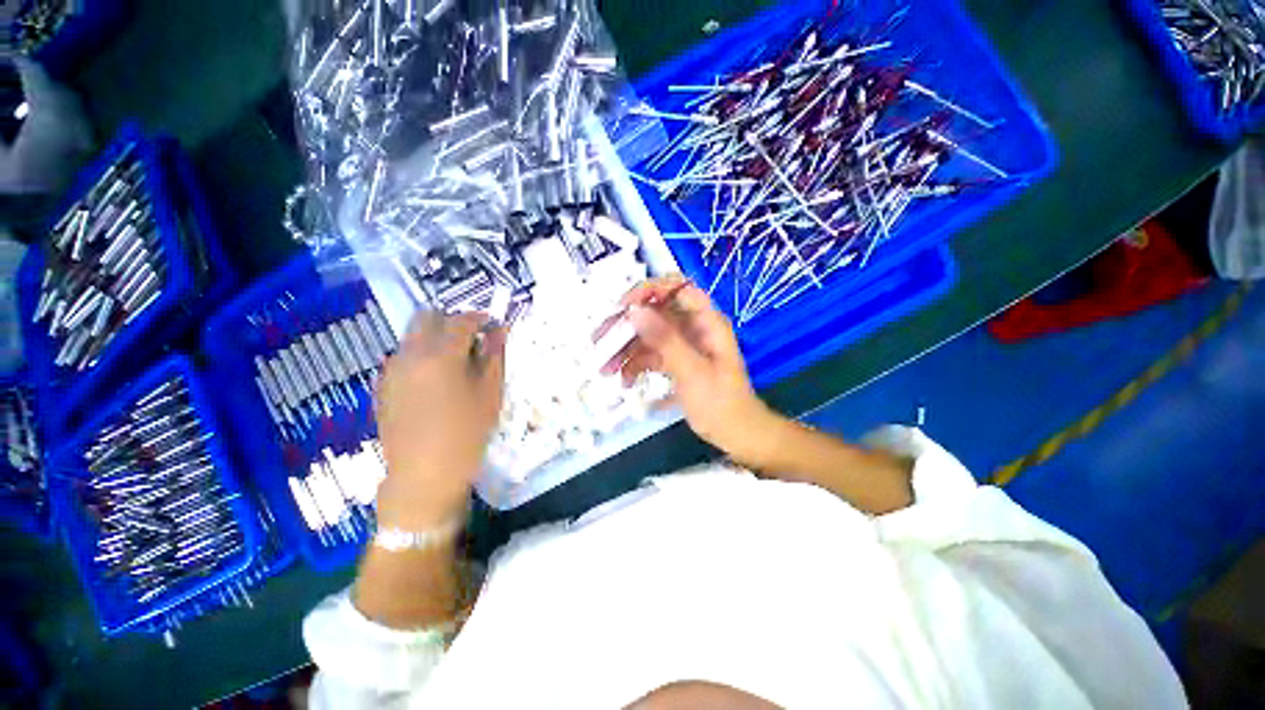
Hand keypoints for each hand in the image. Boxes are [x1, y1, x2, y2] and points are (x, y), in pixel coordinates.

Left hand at [375, 311, 505, 528]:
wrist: (423, 476)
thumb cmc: (466, 434)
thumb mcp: (490, 394)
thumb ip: (495, 356)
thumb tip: (499, 330)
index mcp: (441, 355)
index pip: (462, 320)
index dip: (480, 318)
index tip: (493, 324)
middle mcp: (410, 354)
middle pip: (427, 317)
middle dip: (452, 320)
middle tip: (472, 339)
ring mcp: (391, 369)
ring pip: (412, 335)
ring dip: (435, 337)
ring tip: (455, 360)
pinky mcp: (382, 385)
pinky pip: (403, 355)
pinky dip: (421, 354)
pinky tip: (435, 379)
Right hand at [600, 275, 780, 461]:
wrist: (736, 434)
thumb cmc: (721, 403)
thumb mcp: (692, 372)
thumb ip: (665, 340)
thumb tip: (635, 310)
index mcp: (705, 321)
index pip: (677, 288)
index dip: (649, 291)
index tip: (623, 307)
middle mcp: (693, 327)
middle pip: (655, 313)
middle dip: (626, 326)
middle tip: (599, 340)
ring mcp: (683, 344)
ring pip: (648, 335)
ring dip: (625, 349)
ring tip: (604, 369)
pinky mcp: (676, 361)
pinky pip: (651, 354)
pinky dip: (636, 365)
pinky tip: (624, 381)